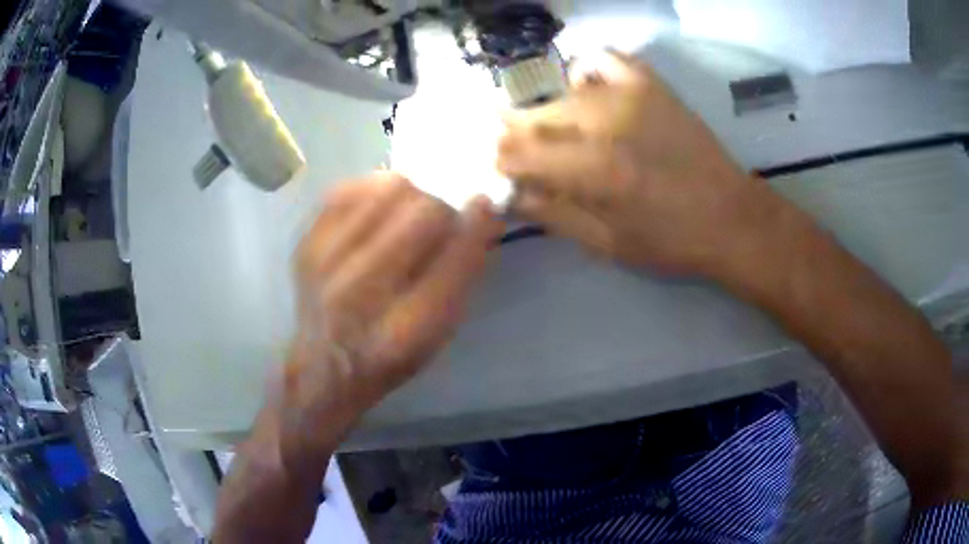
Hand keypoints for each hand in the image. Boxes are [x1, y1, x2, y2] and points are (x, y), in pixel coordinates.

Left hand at [281, 173, 501, 452]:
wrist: (323, 367)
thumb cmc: (391, 355)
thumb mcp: (438, 333)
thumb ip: (463, 274)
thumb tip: (482, 212)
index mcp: (407, 327)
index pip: (455, 257)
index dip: (476, 224)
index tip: (483, 205)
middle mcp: (364, 291)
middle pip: (423, 212)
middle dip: (442, 210)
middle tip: (439, 222)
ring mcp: (327, 262)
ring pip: (389, 190)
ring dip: (410, 196)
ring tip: (406, 215)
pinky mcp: (307, 243)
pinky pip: (350, 188)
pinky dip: (372, 192)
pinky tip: (377, 211)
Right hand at [498, 51, 781, 276]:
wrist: (731, 218)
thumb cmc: (672, 241)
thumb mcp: (608, 244)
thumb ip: (555, 215)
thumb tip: (513, 193)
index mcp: (594, 173)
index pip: (521, 153)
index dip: (501, 160)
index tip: (498, 168)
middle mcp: (606, 125)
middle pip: (536, 117)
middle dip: (515, 135)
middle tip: (518, 151)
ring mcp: (631, 97)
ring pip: (563, 92)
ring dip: (548, 112)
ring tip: (555, 132)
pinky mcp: (652, 87)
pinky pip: (606, 59)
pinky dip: (588, 70)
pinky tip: (588, 89)